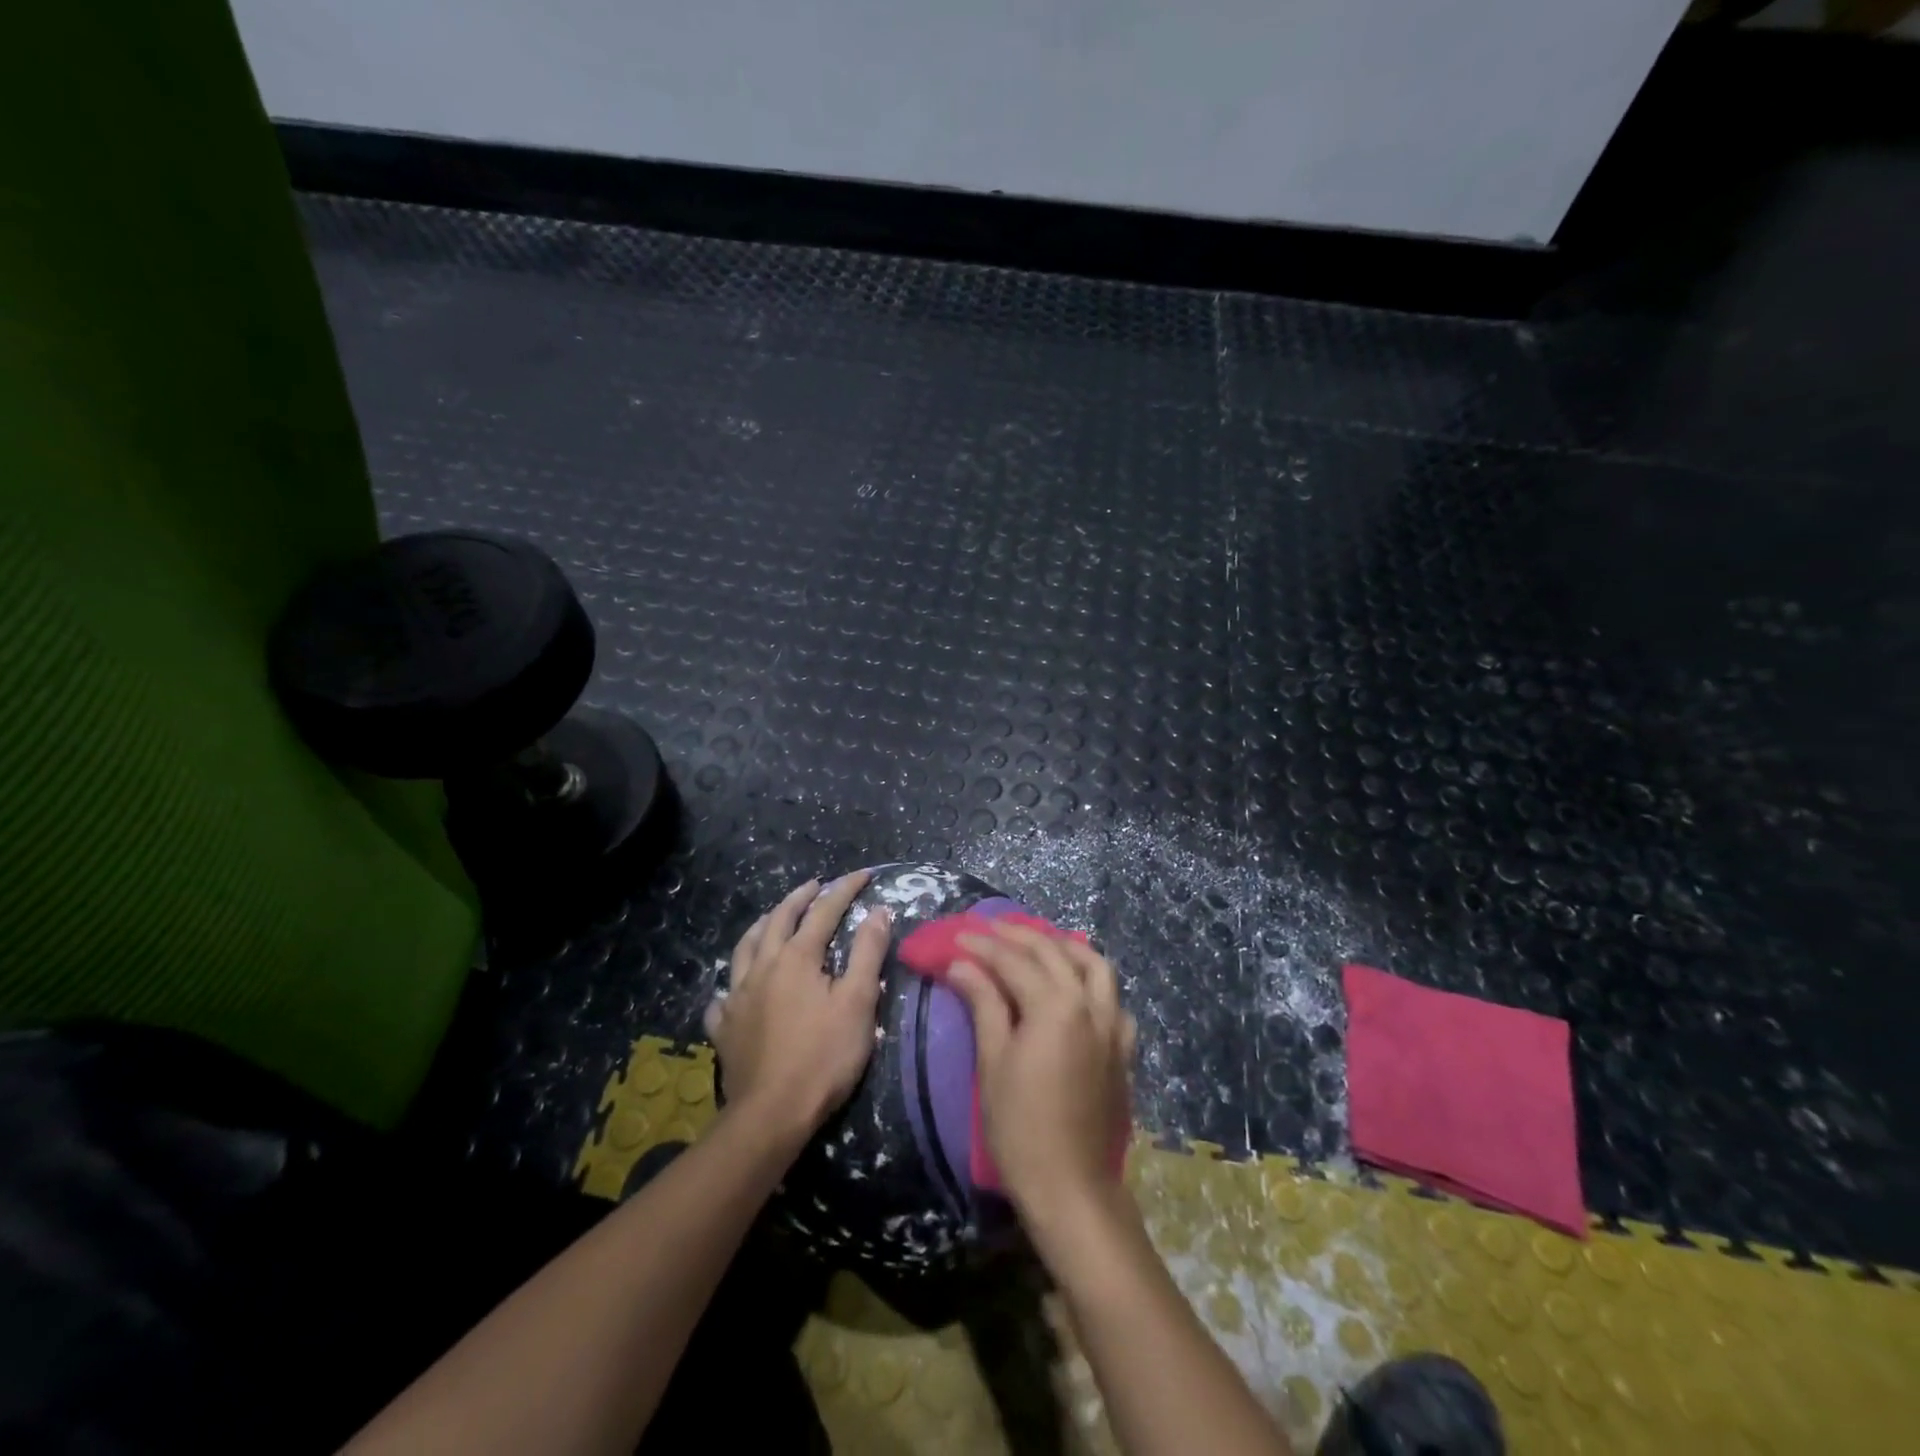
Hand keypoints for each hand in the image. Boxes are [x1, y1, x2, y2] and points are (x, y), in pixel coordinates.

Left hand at [705, 873, 890, 1140]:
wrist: (771, 1114)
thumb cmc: (824, 1056)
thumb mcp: (858, 1002)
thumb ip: (868, 952)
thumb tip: (878, 911)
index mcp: (796, 957)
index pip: (824, 911)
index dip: (845, 889)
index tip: (864, 875)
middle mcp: (762, 967)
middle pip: (778, 919)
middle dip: (799, 898)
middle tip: (814, 885)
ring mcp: (737, 996)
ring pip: (745, 948)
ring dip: (762, 926)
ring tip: (771, 919)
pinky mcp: (724, 1027)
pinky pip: (723, 995)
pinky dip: (733, 983)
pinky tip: (735, 989)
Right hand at [947, 923, 1136, 1222]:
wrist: (1071, 1187)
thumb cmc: (1020, 1127)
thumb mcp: (993, 1061)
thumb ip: (984, 1004)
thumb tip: (962, 964)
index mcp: (1056, 1006)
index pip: (1014, 961)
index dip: (982, 946)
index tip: (957, 937)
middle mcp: (1090, 1004)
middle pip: (1053, 953)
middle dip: (1018, 936)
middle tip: (989, 930)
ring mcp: (1113, 1025)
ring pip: (1094, 965)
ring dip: (1064, 947)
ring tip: (1038, 943)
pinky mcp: (1123, 1048)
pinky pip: (1113, 998)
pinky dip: (1093, 981)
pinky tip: (1076, 988)